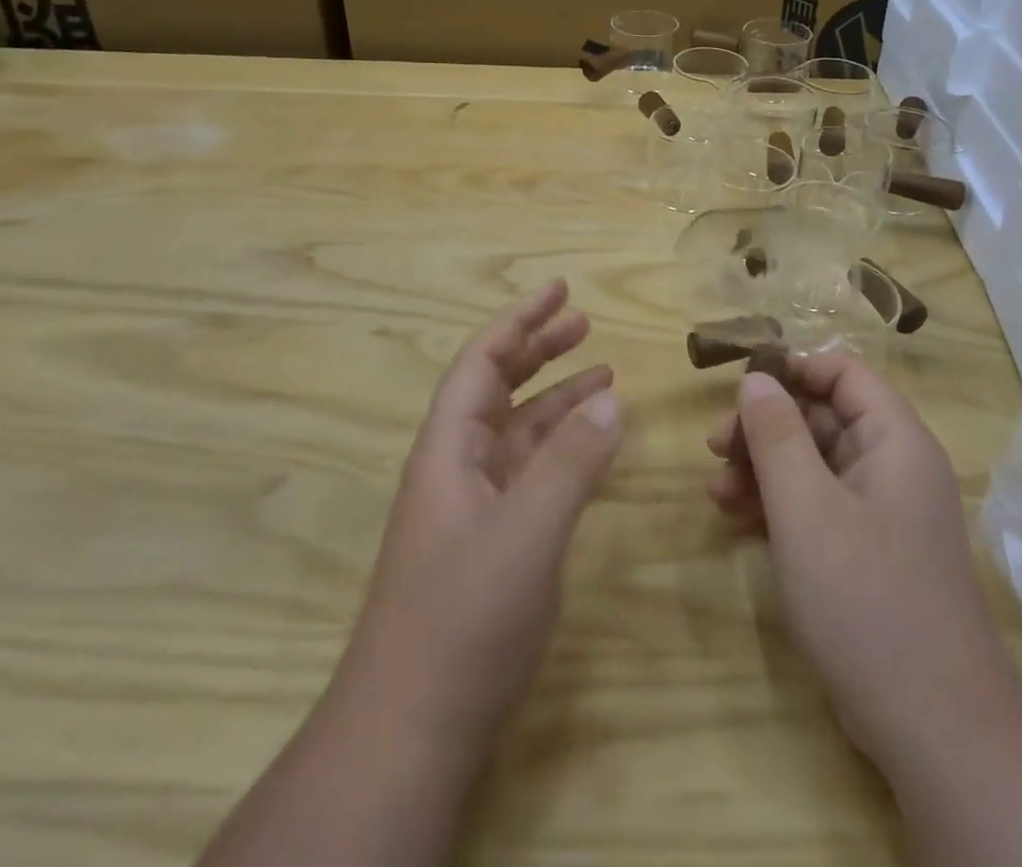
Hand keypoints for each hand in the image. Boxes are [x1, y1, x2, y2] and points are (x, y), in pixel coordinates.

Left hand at [329, 279, 621, 776]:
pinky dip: (561, 452)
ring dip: (557, 401)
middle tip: (584, 324)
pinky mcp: (489, 544)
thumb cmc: (461, 620)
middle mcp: (456, 467)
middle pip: (497, 389)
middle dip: (538, 351)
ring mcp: (472, 508)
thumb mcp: (524, 534)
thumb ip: (569, 464)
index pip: (482, 362)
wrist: (409, 731)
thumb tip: (611, 399)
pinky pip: (529, 475)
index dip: (519, 320)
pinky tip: (591, 451)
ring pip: (518, 433)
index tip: (560, 290)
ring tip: (604, 379)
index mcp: (448, 449)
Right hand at [706, 355, 1008, 770]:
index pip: (844, 373)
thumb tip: (756, 378)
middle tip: (714, 448)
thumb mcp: (806, 508)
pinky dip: (779, 507)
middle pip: (823, 419)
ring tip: (716, 492)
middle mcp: (893, 467)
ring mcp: (882, 514)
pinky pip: (818, 508)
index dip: (793, 370)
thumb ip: (777, 435)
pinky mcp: (868, 555)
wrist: (933, 727)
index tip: (741, 387)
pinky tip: (737, 521)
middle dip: (765, 428)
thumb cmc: (866, 597)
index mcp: (894, 441)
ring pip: (815, 465)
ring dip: (763, 470)